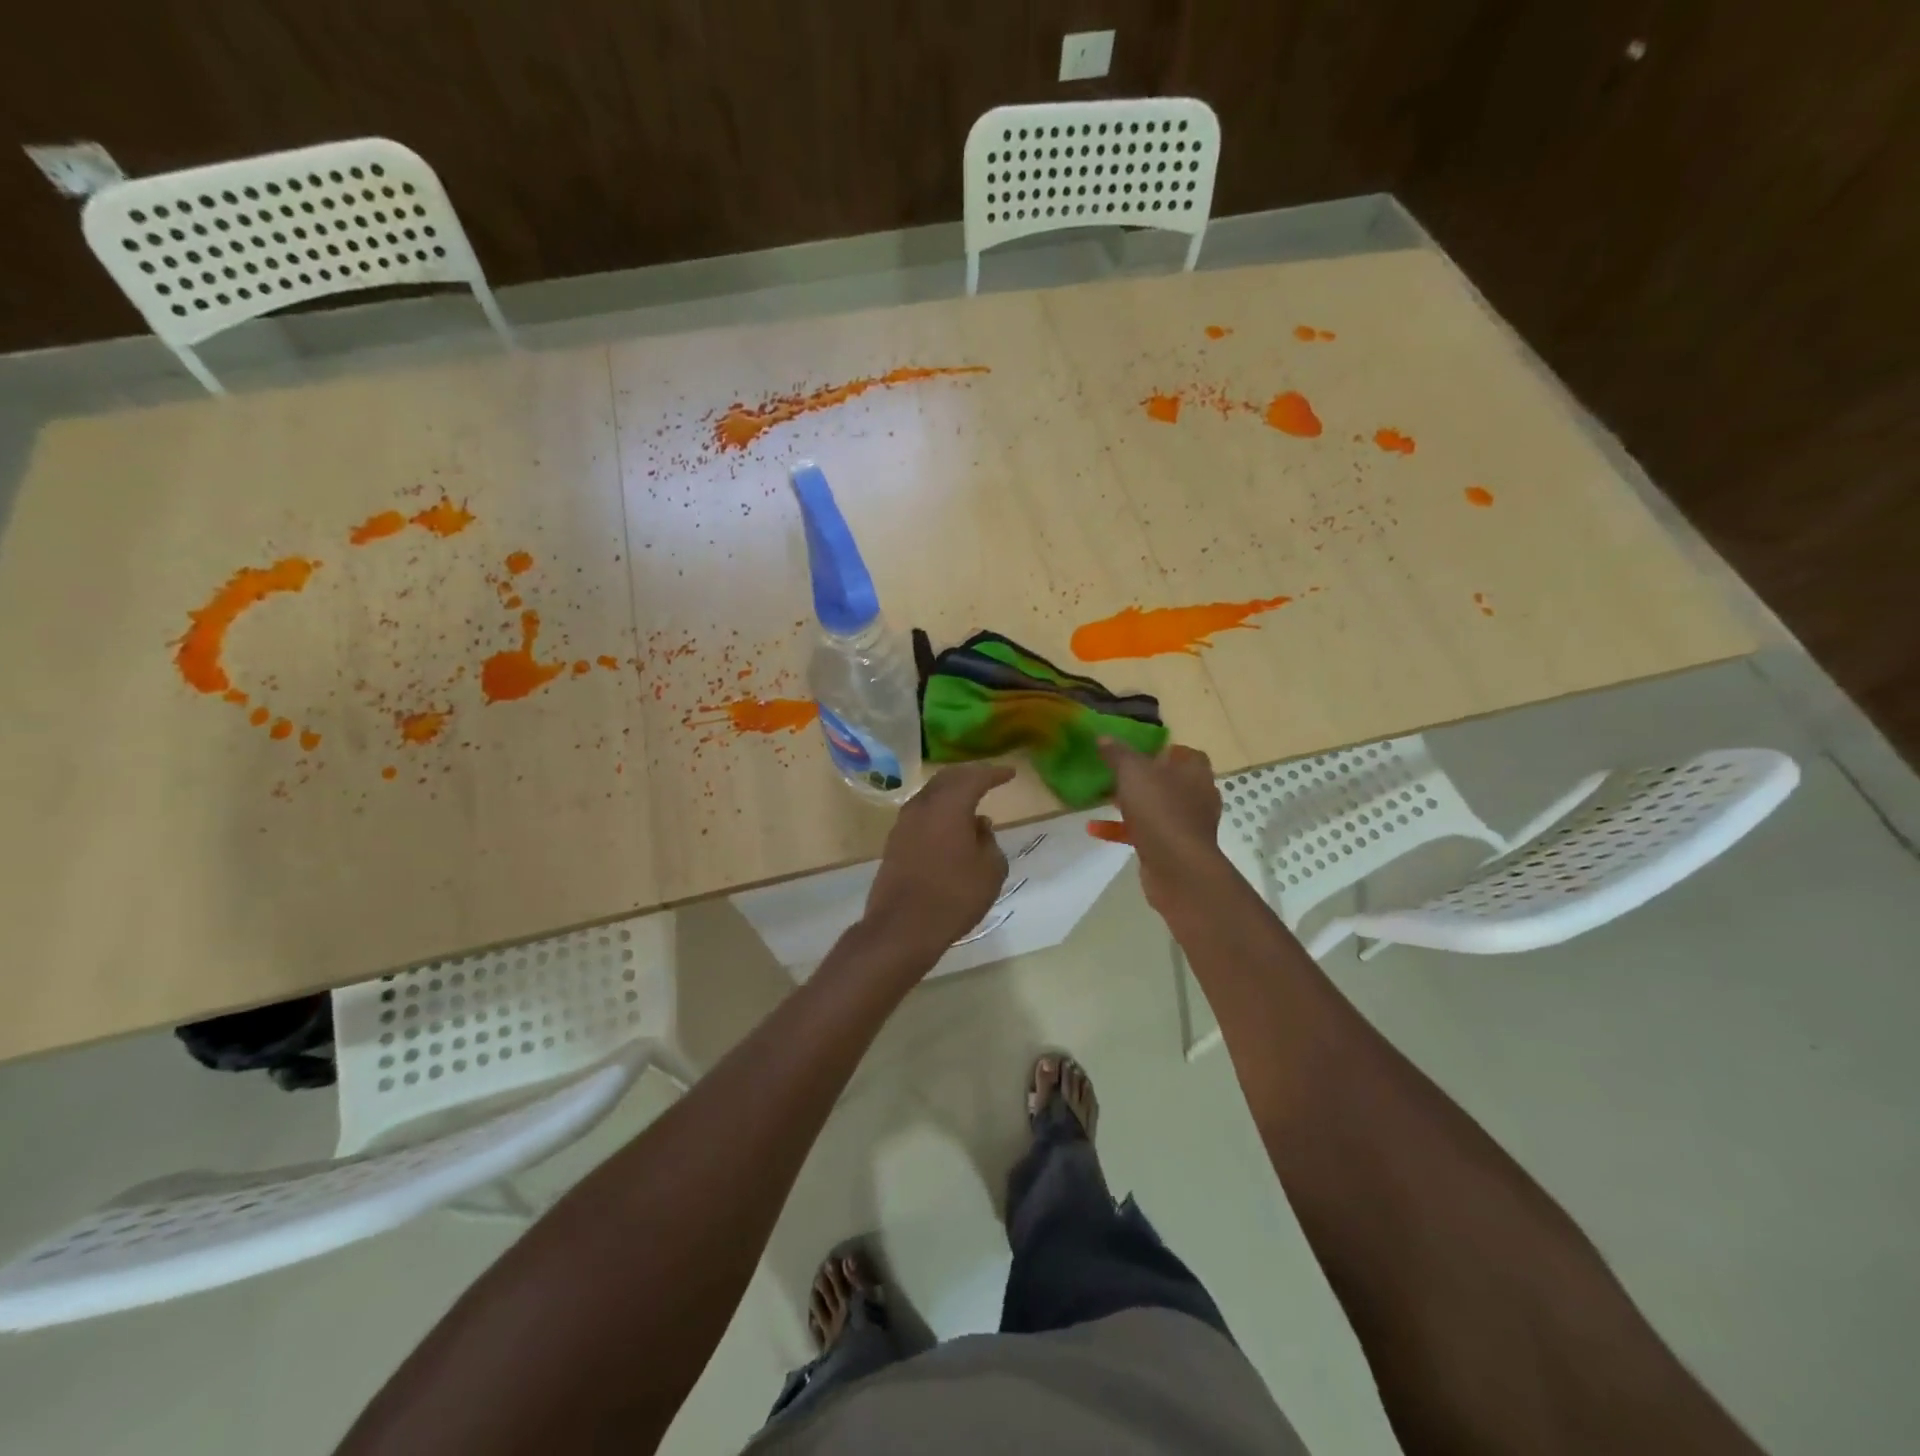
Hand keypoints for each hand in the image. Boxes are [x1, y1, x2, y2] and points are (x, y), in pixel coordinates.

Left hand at [863, 763, 1016, 958]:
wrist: (902, 927)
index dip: (994, 773)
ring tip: (971, 801)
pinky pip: (921, 814)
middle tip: (989, 778)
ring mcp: (904, 823)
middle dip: (970, 775)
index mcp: (949, 805)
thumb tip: (979, 826)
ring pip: (931, 795)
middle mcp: (923, 806)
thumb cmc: (954, 896)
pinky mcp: (894, 843)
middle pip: (947, 779)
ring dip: (951, 793)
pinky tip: (950, 826)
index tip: (1010, 773)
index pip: (975, 777)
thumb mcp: (990, 870)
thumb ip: (989, 842)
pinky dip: (939, 811)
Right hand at [1097, 738, 1226, 916]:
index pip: (1184, 753)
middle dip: (1142, 778)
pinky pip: (1146, 833)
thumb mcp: (1132, 772)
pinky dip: (1123, 829)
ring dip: (1131, 805)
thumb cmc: (1160, 809)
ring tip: (1102, 800)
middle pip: (1169, 780)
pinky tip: (1095, 829)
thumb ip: (1117, 753)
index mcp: (1195, 771)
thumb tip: (1103, 737)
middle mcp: (1197, 795)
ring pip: (1157, 808)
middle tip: (1114, 774)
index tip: (1136, 751)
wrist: (1178, 867)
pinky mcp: (1175, 848)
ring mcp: (1188, 825)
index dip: (1162, 750)